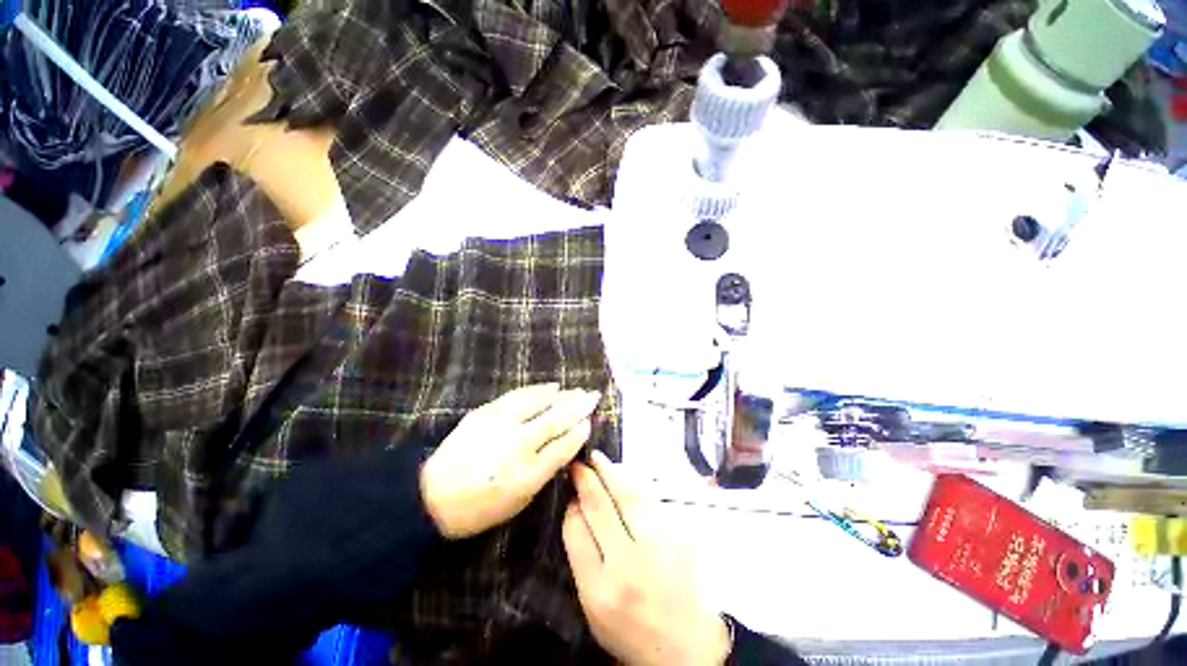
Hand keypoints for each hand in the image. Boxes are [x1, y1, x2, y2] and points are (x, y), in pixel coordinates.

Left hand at [422, 383, 600, 538]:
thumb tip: (563, 446)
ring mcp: (500, 425)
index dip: (579, 432)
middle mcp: (517, 446)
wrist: (430, 496)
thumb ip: (544, 472)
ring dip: (562, 395)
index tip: (590, 421)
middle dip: (579, 406)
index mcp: (527, 475)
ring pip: (539, 403)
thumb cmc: (479, 509)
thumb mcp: (519, 502)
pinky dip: (537, 390)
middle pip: (556, 420)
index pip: (563, 446)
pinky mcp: (486, 413)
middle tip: (593, 395)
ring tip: (576, 390)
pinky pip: (518, 396)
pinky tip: (550, 387)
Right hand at [563, 451, 731, 665]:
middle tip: (578, 464)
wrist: (687, 644)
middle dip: (586, 479)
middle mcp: (628, 565)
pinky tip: (624, 475)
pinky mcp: (678, 535)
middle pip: (601, 507)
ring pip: (629, 496)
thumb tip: (576, 511)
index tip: (569, 493)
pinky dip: (634, 483)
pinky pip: (651, 500)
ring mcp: (657, 547)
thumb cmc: (630, 630)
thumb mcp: (593, 608)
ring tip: (598, 458)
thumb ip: (581, 561)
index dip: (571, 506)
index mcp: (600, 590)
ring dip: (610, 472)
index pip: (577, 531)